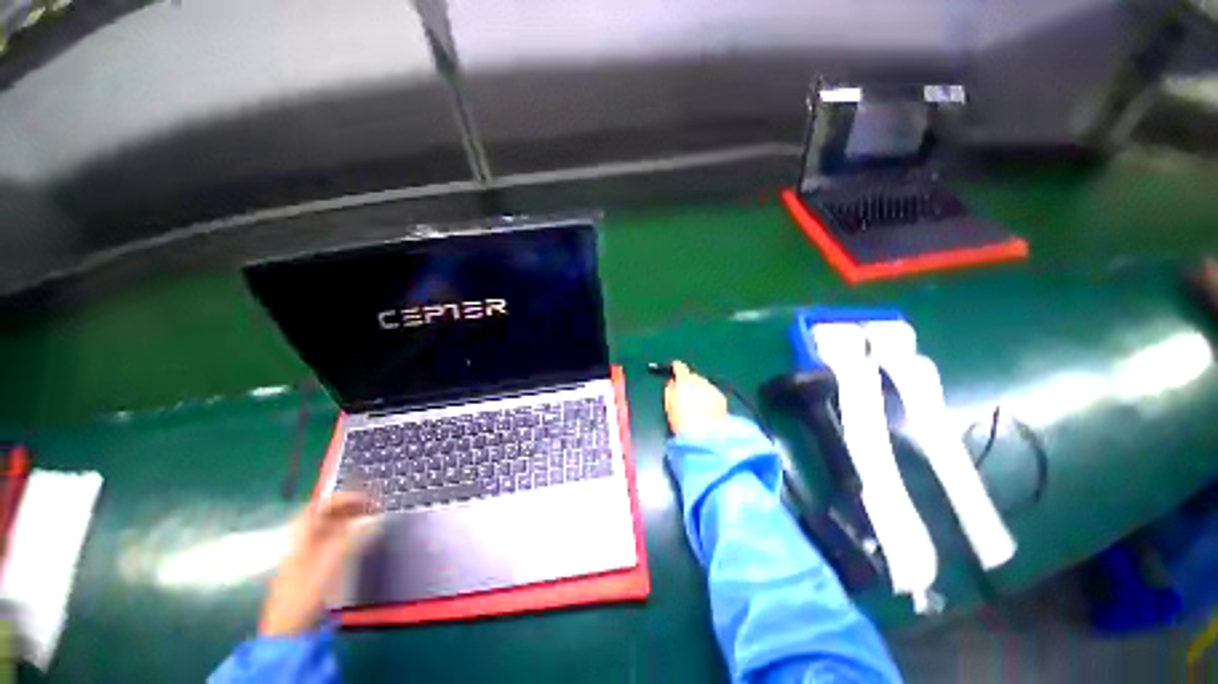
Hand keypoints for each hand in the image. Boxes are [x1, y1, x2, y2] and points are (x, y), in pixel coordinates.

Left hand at [259, 491, 374, 636]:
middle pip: (324, 515)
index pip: (321, 505)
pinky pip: (329, 541)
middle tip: (373, 506)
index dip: (344, 498)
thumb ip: (353, 538)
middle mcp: (301, 540)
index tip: (368, 498)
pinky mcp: (310, 568)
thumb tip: (374, 518)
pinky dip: (345, 534)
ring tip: (370, 518)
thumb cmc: (306, 592)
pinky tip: (357, 539)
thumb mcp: (331, 563)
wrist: (288, 629)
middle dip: (349, 507)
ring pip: (327, 528)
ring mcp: (304, 554)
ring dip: (348, 520)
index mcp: (301, 535)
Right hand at [663, 361, 728, 435]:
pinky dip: (709, 399)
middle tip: (686, 394)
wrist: (705, 435)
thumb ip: (669, 390)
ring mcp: (712, 388)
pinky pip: (713, 394)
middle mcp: (700, 381)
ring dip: (700, 390)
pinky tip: (706, 410)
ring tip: (697, 405)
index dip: (676, 367)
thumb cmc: (682, 420)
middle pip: (693, 376)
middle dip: (689, 382)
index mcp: (684, 380)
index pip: (680, 367)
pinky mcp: (722, 398)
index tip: (675, 369)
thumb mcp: (669, 405)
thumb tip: (672, 383)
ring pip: (704, 385)